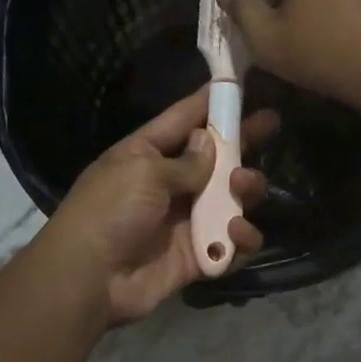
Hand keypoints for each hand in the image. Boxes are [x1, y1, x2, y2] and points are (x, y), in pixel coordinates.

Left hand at [40, 84, 276, 325]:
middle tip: (271, 124)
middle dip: (243, 141)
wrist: (89, 279)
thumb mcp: (143, 173)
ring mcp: (186, 220)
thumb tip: (209, 143)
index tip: (239, 82)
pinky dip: (242, 238)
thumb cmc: (109, 212)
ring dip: (246, 189)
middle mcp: (169, 184)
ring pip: (231, 198)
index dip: (210, 102)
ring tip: (243, 186)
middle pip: (216, 158)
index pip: (183, 120)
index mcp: (147, 155)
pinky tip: (237, 231)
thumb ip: (185, 161)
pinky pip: (232, 243)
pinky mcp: (198, 255)